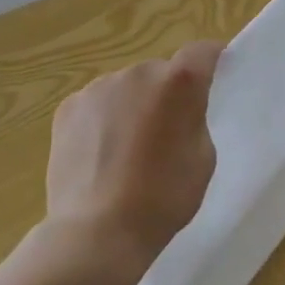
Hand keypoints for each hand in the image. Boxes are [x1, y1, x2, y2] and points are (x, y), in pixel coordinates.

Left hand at [45, 41, 222, 282]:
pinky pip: (96, 104)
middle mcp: (138, 72)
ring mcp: (98, 87)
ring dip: (132, 105)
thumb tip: (180, 109)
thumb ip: (195, 119)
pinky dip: (102, 120)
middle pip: (160, 72)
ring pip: (126, 88)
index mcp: (178, 83)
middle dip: (166, 93)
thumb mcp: (203, 158)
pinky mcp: (68, 107)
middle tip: (165, 132)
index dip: (212, 58)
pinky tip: (100, 155)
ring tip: (127, 149)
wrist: (97, 232)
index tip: (216, 70)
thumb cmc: (163, 198)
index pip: (202, 52)